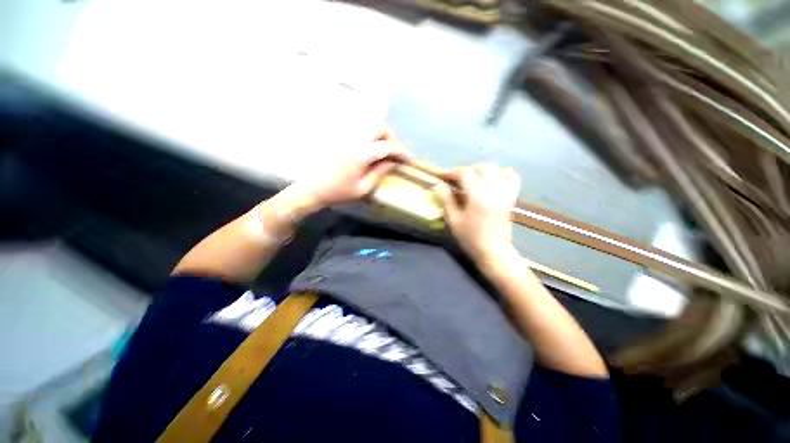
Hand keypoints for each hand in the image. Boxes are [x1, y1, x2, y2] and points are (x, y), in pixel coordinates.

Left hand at [284, 128, 411, 215]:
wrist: (311, 188)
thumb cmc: (337, 192)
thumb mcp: (363, 188)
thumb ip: (379, 173)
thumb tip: (392, 162)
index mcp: (361, 153)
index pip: (388, 146)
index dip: (401, 152)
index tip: (409, 159)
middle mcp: (354, 138)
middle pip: (379, 127)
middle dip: (391, 138)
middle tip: (394, 152)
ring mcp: (344, 135)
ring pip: (368, 124)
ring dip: (380, 134)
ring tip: (383, 148)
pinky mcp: (337, 136)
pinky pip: (357, 128)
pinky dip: (368, 133)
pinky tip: (368, 146)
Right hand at [434, 164, 520, 260]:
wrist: (493, 251)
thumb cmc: (470, 238)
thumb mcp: (453, 220)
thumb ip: (446, 200)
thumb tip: (439, 185)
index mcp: (477, 195)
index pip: (465, 173)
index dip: (454, 172)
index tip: (446, 177)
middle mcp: (493, 189)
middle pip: (483, 167)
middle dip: (469, 170)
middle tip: (459, 180)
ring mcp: (505, 192)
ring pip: (497, 169)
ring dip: (484, 170)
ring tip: (475, 180)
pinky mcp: (511, 197)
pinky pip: (513, 177)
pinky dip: (503, 174)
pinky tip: (494, 181)